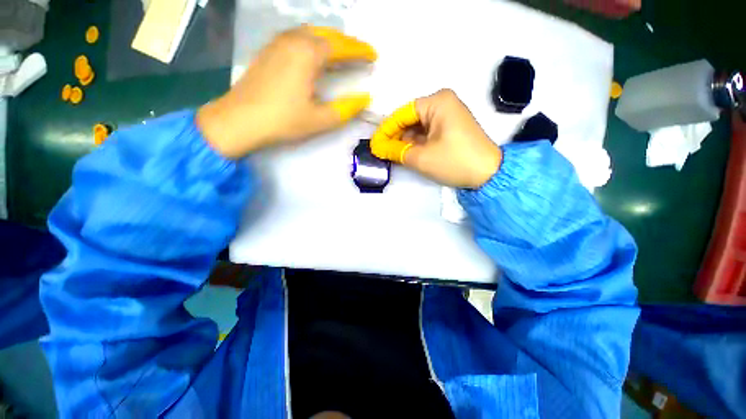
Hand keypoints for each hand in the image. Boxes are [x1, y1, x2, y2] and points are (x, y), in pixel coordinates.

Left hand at [196, 26, 376, 158]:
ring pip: (311, 32)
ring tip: (343, 52)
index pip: (341, 46)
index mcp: (308, 54)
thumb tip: (365, 98)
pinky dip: (314, 41)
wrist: (240, 120)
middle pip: (327, 34)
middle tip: (362, 53)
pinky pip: (298, 37)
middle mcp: (293, 40)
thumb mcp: (321, 120)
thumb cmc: (283, 121)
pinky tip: (316, 53)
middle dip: (348, 42)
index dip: (360, 51)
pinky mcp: (269, 50)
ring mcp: (278, 42)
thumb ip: (346, 109)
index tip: (374, 55)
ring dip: (331, 39)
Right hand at [371, 89, 501, 188]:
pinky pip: (427, 132)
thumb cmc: (454, 161)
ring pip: (418, 127)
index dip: (386, 130)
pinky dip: (417, 143)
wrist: (488, 174)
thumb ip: (396, 151)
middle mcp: (443, 103)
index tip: (374, 144)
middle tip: (382, 152)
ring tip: (392, 154)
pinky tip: (407, 153)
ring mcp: (448, 115)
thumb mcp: (421, 157)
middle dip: (396, 136)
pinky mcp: (451, 127)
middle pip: (410, 119)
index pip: (402, 114)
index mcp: (437, 102)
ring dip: (405, 141)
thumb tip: (378, 148)